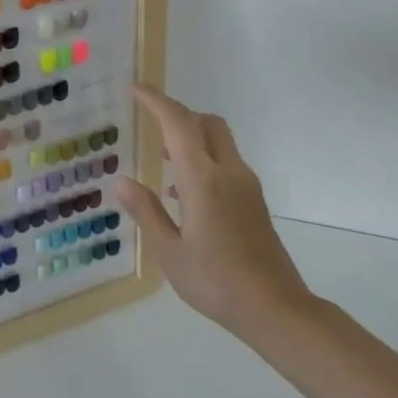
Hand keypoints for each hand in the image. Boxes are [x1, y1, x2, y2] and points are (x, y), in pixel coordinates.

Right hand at [113, 85, 316, 344]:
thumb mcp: (169, 251)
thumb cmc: (216, 281)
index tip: (134, 88)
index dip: (156, 101)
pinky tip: (182, 193)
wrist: (276, 309)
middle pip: (207, 123)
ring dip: (190, 138)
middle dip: (177, 114)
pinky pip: (225, 163)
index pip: (178, 124)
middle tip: (148, 122)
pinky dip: (202, 159)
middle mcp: (229, 173)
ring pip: (219, 142)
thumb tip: (121, 181)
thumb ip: (145, 211)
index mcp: (204, 180)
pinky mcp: (254, 201)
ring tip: (160, 159)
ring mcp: (246, 186)